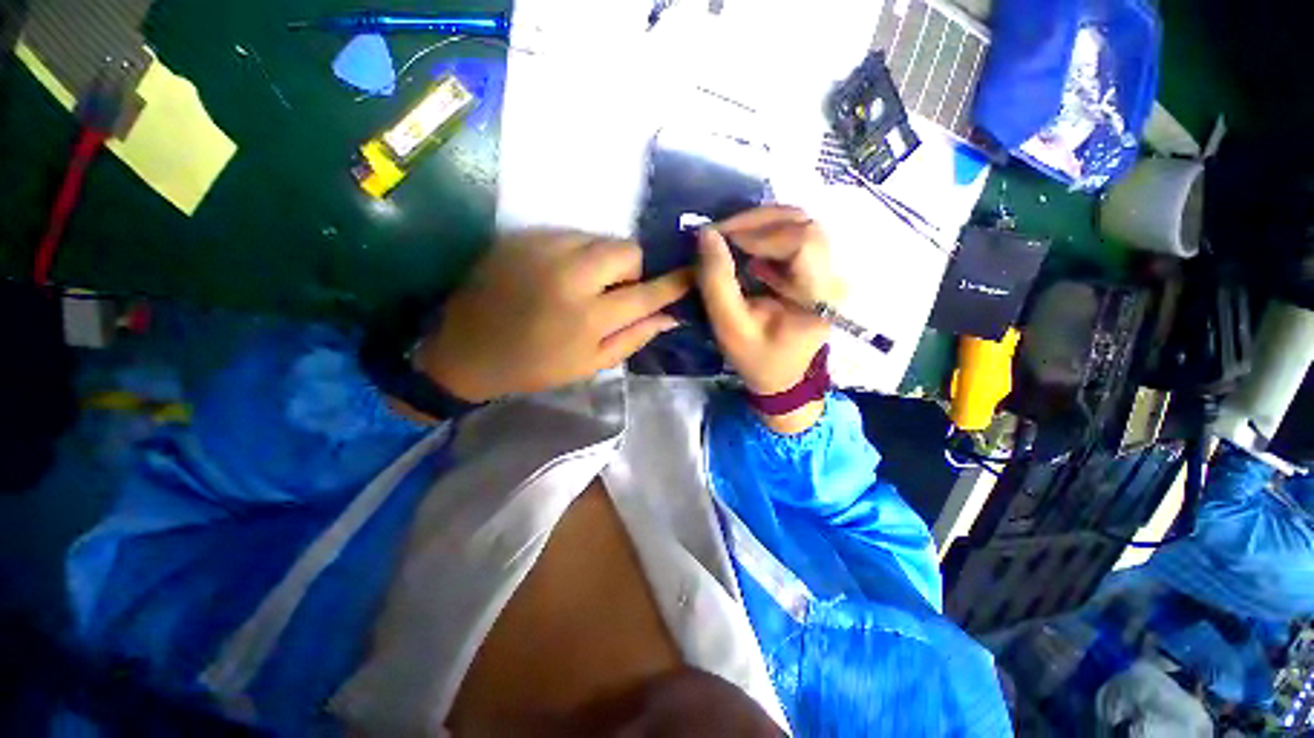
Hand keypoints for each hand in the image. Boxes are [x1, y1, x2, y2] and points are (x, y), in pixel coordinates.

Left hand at [415, 230, 691, 402]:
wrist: (468, 350)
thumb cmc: (535, 366)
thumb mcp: (590, 364)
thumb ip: (633, 338)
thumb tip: (670, 316)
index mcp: (589, 318)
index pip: (648, 292)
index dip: (676, 281)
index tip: (695, 271)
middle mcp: (571, 276)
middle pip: (627, 251)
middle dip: (634, 268)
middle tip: (617, 289)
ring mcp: (544, 251)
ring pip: (600, 239)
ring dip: (604, 260)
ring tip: (585, 283)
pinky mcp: (524, 238)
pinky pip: (571, 236)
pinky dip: (577, 253)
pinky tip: (560, 274)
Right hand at [696, 206, 839, 431]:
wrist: (780, 376)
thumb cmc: (757, 358)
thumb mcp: (730, 327)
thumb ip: (717, 282)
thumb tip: (706, 234)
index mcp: (818, 297)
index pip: (803, 241)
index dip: (762, 233)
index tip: (723, 240)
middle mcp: (832, 277)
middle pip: (804, 224)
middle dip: (758, 222)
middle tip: (721, 233)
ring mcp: (827, 271)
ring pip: (800, 223)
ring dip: (760, 224)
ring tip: (729, 238)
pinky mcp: (815, 269)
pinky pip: (793, 234)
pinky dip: (764, 233)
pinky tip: (743, 247)